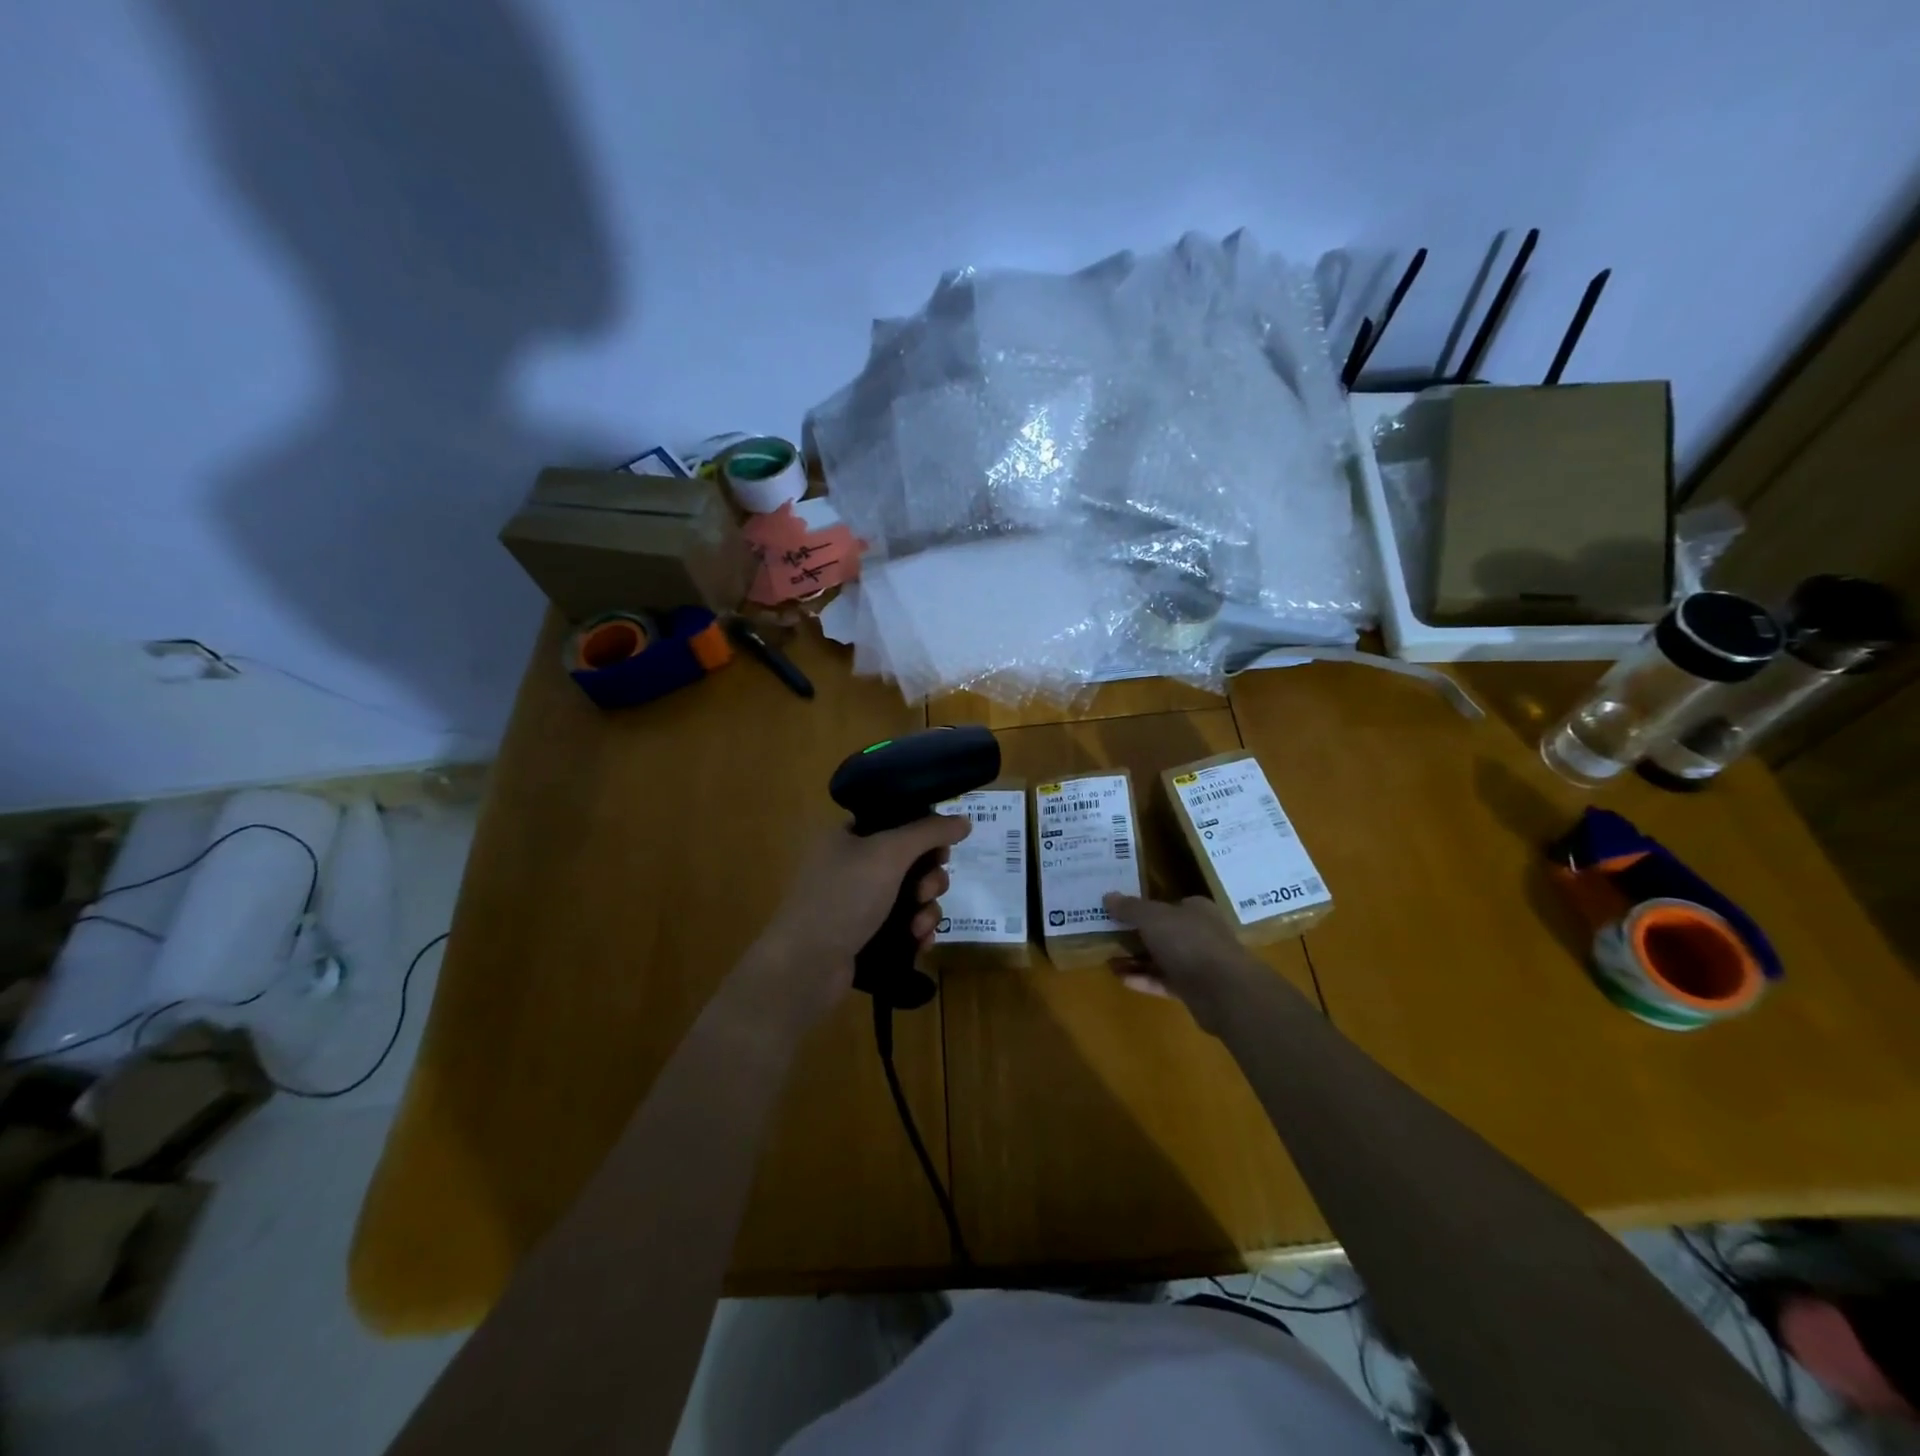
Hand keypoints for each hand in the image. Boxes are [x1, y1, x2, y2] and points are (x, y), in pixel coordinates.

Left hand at [743, 815, 971, 1030]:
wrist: (805, 966)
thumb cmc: (843, 898)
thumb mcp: (888, 853)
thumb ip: (928, 832)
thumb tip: (964, 820)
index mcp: (848, 836)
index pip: (896, 821)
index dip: (924, 833)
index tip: (941, 851)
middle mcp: (852, 865)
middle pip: (910, 860)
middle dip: (929, 877)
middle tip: (924, 891)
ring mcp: (857, 902)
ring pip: (911, 895)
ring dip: (926, 908)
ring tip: (918, 926)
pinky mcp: (864, 935)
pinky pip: (904, 924)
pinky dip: (916, 930)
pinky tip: (920, 943)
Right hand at [1103, 893, 1270, 1036]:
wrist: (1223, 991)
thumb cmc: (1188, 942)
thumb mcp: (1152, 917)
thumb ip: (1130, 908)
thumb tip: (1108, 896)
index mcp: (1196, 910)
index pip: (1168, 904)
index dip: (1144, 907)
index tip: (1119, 912)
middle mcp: (1199, 934)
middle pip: (1163, 932)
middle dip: (1136, 934)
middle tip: (1107, 935)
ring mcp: (1198, 963)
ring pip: (1162, 958)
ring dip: (1136, 959)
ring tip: (1107, 959)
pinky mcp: (1193, 990)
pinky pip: (1163, 981)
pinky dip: (1143, 980)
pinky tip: (1120, 979)